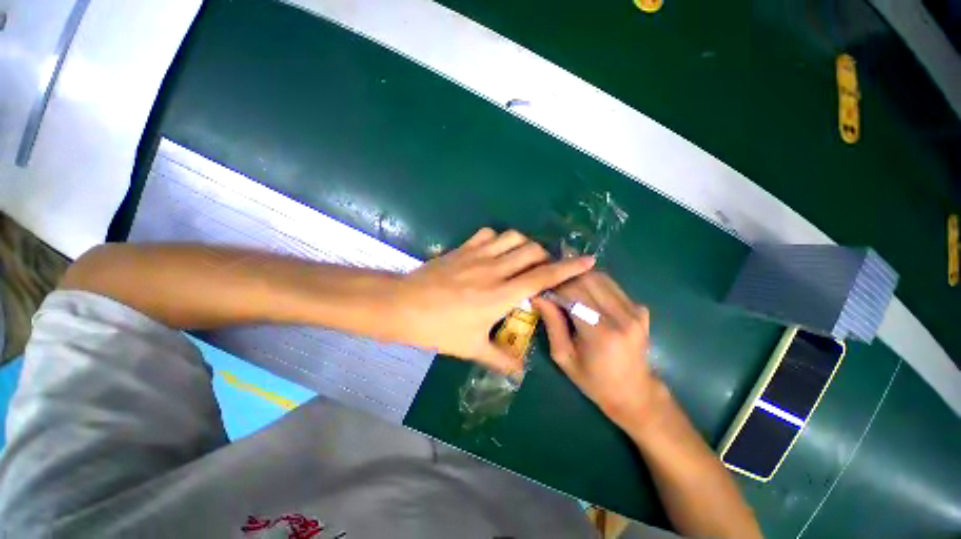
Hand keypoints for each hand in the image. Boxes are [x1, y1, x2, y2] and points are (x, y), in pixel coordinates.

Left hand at [396, 228, 594, 373]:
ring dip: (523, 245)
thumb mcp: (470, 347)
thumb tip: (520, 373)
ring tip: (521, 259)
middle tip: (543, 269)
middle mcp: (493, 270)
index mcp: (500, 295)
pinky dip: (498, 239)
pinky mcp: (462, 249)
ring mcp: (476, 255)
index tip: (588, 260)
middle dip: (545, 256)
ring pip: (512, 237)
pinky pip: (488, 234)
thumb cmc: (437, 329)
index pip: (542, 277)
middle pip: (531, 251)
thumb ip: (500, 359)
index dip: (568, 268)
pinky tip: (495, 252)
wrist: (402, 306)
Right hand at [533, 272, 658, 434]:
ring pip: (601, 277)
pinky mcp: (641, 309)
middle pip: (588, 279)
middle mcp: (622, 317)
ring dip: (579, 278)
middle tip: (552, 287)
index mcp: (600, 333)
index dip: (554, 286)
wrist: (634, 393)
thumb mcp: (564, 357)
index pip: (573, 292)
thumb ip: (552, 323)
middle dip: (565, 279)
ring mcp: (636, 311)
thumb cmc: (593, 381)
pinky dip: (595, 285)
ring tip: (567, 289)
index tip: (541, 288)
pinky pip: (612, 286)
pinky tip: (587, 297)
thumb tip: (537, 296)